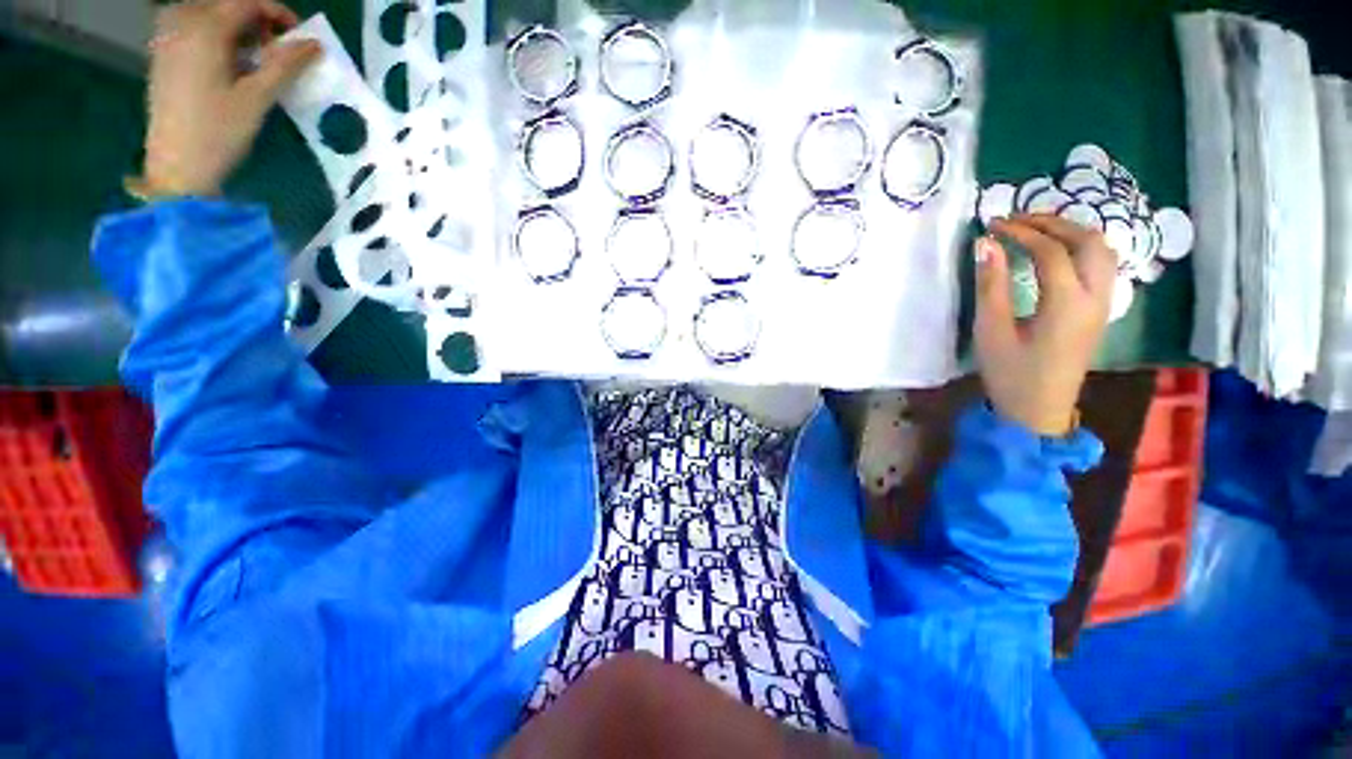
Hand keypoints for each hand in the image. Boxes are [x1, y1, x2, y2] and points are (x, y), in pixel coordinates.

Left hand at [141, 0, 319, 196]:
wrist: (176, 167)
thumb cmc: (218, 133)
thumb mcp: (257, 98)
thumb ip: (284, 65)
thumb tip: (313, 44)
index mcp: (204, 30)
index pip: (246, 1)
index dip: (276, 13)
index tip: (298, 37)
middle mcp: (181, 23)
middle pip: (224, 3)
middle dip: (255, 18)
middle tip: (276, 48)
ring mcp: (167, 37)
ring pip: (207, 12)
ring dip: (234, 25)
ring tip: (252, 54)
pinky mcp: (162, 54)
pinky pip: (189, 25)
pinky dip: (213, 33)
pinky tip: (226, 57)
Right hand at [973, 215, 1116, 436]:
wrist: (1039, 411)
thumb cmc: (1010, 374)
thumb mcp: (991, 332)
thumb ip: (991, 286)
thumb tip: (986, 245)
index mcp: (1067, 305)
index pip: (1050, 251)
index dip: (1020, 232)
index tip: (992, 224)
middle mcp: (1096, 298)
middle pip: (1088, 241)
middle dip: (1053, 222)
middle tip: (1018, 220)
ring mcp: (1104, 304)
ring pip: (1102, 249)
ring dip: (1072, 231)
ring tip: (1037, 229)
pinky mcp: (1101, 310)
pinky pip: (1102, 264)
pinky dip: (1081, 246)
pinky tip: (1057, 251)